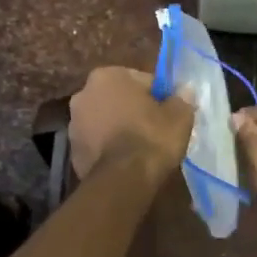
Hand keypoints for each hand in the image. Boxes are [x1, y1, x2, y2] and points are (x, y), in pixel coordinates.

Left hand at [68, 67, 192, 180]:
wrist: (123, 180)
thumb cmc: (151, 138)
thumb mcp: (179, 116)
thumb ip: (181, 99)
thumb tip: (184, 91)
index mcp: (108, 76)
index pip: (141, 80)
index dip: (158, 96)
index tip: (169, 112)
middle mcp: (84, 94)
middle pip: (118, 99)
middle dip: (134, 110)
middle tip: (155, 129)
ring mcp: (73, 124)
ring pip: (104, 121)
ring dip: (118, 128)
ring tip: (140, 148)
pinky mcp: (72, 151)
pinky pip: (97, 143)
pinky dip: (108, 148)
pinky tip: (126, 161)